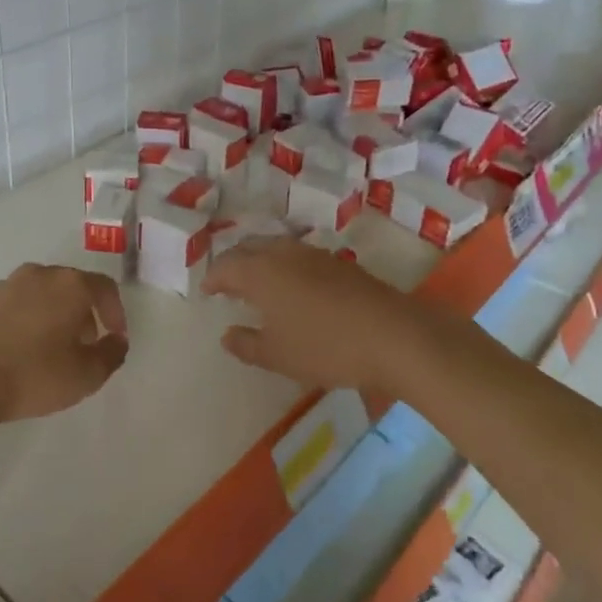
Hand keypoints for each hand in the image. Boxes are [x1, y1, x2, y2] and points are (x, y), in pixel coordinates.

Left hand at [0, 264, 129, 425]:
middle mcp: (39, 274)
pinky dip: (24, 320)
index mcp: (69, 284)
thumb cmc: (34, 375)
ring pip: (41, 294)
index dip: (115, 312)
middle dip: (83, 313)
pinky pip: (14, 305)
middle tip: (84, 344)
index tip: (115, 337)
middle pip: (71, 287)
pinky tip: (19, 350)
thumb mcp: (86, 375)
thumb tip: (117, 341)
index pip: (104, 287)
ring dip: (52, 315)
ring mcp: (5, 285)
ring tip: (50, 349)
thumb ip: (111, 355)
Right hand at [202, 238, 457, 401]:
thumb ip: (247, 345)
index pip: (226, 266)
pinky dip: (283, 264)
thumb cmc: (326, 347)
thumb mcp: (278, 356)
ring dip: (260, 258)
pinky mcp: (339, 262)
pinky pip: (298, 254)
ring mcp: (314, 254)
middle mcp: (284, 254)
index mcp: (261, 272)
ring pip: (275, 246)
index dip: (213, 278)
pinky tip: (292, 285)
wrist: (394, 336)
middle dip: (233, 261)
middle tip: (226, 280)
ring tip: (256, 280)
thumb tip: (227, 335)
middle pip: (249, 247)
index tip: (206, 291)